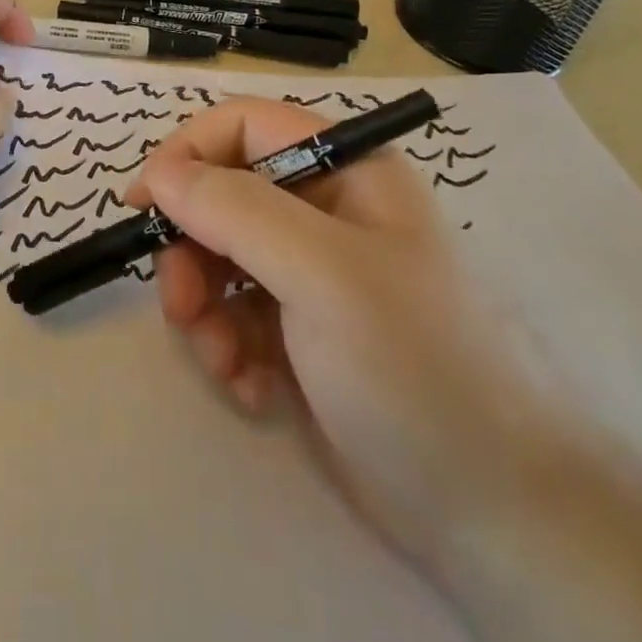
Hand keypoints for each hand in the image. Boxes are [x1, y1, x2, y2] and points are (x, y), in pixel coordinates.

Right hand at [127, 99, 562, 571]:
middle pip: (222, 195)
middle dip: (193, 251)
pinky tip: (255, 389)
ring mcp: (313, 273)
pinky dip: (230, 347)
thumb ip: (234, 209)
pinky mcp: (302, 330)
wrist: (496, 517)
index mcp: (345, 170)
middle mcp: (326, 209)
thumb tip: (159, 172)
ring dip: (206, 309)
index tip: (144, 205)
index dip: (188, 153)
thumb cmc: (413, 366)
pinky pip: (236, 313)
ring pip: (219, 258)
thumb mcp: (321, 273)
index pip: (244, 125)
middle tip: (183, 306)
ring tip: (225, 362)